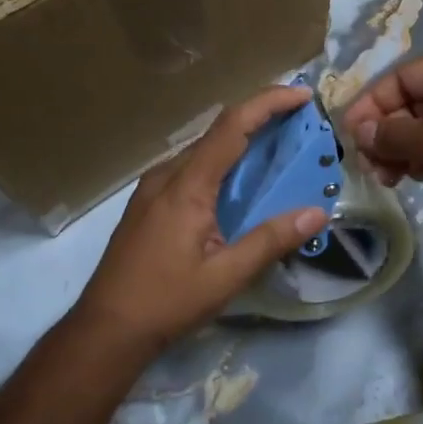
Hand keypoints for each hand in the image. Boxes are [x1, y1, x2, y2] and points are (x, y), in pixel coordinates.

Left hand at [72, 84, 330, 357]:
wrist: (105, 328)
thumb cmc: (166, 301)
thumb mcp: (225, 276)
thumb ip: (270, 240)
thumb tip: (317, 212)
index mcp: (187, 184)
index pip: (232, 126)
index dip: (269, 102)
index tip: (303, 95)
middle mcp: (167, 174)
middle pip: (218, 132)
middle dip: (261, 120)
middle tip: (300, 125)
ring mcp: (152, 187)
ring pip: (203, 151)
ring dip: (240, 144)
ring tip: (276, 153)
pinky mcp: (147, 202)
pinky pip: (190, 169)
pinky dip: (221, 165)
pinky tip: (236, 188)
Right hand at [341, 49, 422, 242]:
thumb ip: (394, 135)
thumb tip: (359, 132)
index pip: (403, 77)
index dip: (372, 102)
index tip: (349, 132)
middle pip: (408, 103)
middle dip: (384, 132)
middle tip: (365, 162)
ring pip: (418, 130)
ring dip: (396, 151)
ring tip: (382, 177)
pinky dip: (415, 162)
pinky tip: (401, 180)